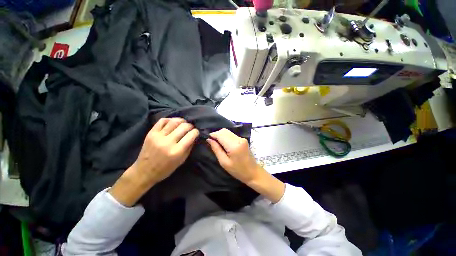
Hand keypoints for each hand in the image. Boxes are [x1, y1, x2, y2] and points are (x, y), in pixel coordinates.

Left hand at [110, 118, 198, 205]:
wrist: (144, 171)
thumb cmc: (166, 168)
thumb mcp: (182, 160)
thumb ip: (189, 147)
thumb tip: (194, 136)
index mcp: (177, 151)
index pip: (191, 135)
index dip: (196, 132)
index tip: (196, 132)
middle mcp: (168, 142)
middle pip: (183, 127)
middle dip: (190, 126)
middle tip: (191, 128)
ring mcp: (158, 136)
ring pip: (174, 122)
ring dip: (182, 121)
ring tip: (183, 123)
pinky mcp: (151, 133)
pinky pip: (162, 121)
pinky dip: (170, 119)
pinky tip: (173, 122)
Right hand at [207, 128, 284, 202]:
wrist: (253, 172)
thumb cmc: (238, 170)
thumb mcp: (224, 162)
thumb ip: (216, 149)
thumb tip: (209, 140)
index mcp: (234, 146)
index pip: (220, 134)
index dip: (212, 135)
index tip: (207, 139)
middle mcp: (239, 139)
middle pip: (224, 131)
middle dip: (216, 134)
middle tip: (211, 142)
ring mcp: (242, 138)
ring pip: (227, 132)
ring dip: (221, 135)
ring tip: (217, 143)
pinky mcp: (243, 139)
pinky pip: (231, 135)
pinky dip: (225, 137)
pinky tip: (224, 144)